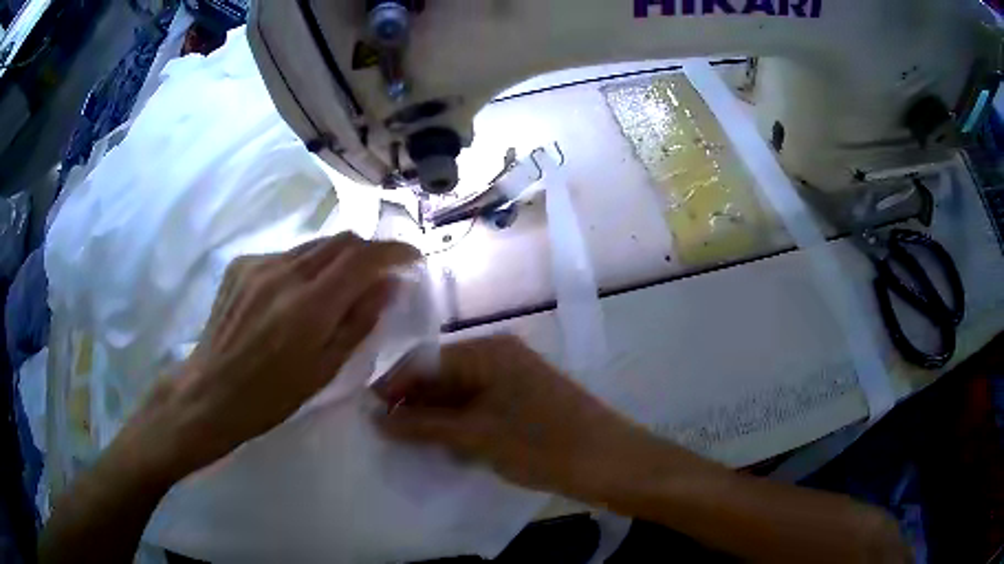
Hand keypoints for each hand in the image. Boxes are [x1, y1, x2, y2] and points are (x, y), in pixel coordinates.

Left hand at [123, 233, 419, 481]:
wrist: (211, 392)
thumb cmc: (271, 395)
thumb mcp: (324, 369)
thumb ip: (359, 321)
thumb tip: (390, 284)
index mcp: (309, 306)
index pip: (362, 258)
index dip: (393, 250)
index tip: (412, 255)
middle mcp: (284, 273)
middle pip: (339, 241)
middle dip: (368, 250)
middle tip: (381, 271)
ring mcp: (258, 264)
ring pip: (312, 245)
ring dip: (337, 257)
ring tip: (341, 284)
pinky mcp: (241, 265)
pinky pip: (286, 254)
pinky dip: (304, 266)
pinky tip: (297, 293)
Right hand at [374, 335, 660, 499]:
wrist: (609, 463)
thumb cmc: (541, 444)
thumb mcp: (476, 436)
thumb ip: (424, 425)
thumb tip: (377, 419)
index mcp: (488, 351)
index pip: (425, 361)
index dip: (393, 385)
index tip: (366, 410)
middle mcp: (499, 358)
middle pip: (441, 376)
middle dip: (412, 404)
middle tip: (382, 432)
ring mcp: (513, 381)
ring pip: (459, 395)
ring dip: (433, 418)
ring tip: (405, 442)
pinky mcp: (523, 405)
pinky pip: (478, 409)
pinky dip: (458, 427)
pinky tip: (442, 447)